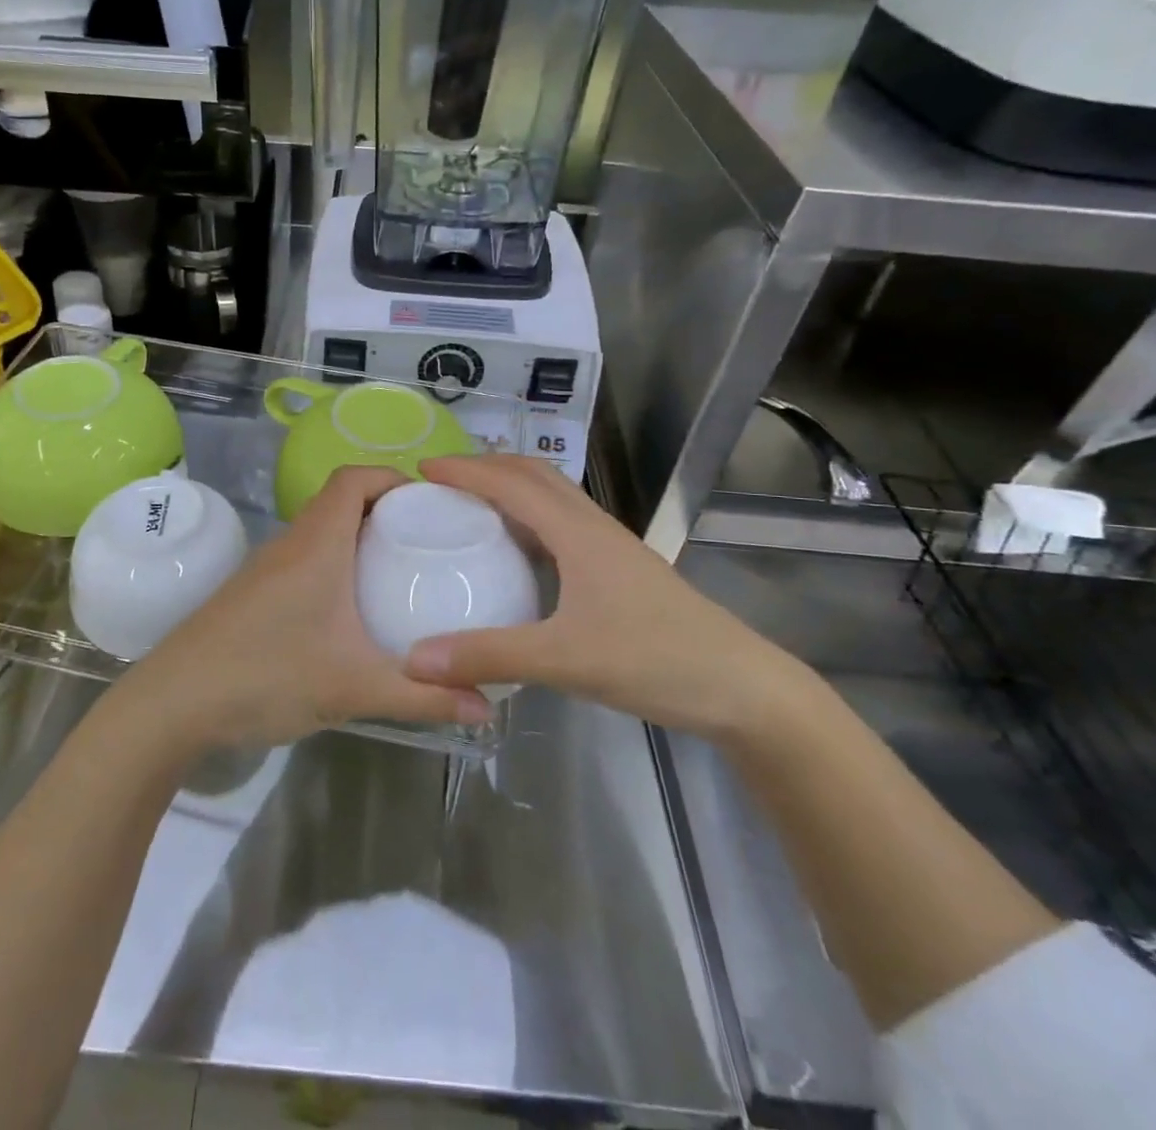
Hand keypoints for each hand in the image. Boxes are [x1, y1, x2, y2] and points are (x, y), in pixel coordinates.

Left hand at [114, 466, 492, 751]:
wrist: (173, 703)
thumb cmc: (267, 676)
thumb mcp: (353, 688)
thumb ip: (422, 697)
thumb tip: (486, 709)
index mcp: (317, 544)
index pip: (353, 478)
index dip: (392, 477)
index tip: (431, 503)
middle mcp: (290, 544)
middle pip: (340, 500)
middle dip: (385, 510)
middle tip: (428, 541)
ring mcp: (266, 568)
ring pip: (320, 531)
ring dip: (358, 539)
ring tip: (399, 571)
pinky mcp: (252, 593)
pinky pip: (304, 559)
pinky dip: (335, 565)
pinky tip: (351, 610)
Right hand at [403, 455, 803, 739]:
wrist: (742, 687)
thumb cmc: (655, 660)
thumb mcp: (565, 660)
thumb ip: (489, 656)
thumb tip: (414, 660)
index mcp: (577, 532)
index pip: (511, 483)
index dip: (465, 471)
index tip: (420, 471)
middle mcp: (592, 527)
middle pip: (534, 474)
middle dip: (486, 467)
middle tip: (442, 484)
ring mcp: (610, 547)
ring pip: (552, 497)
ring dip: (510, 489)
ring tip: (469, 508)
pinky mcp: (619, 570)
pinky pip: (562, 525)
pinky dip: (529, 520)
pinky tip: (516, 554)